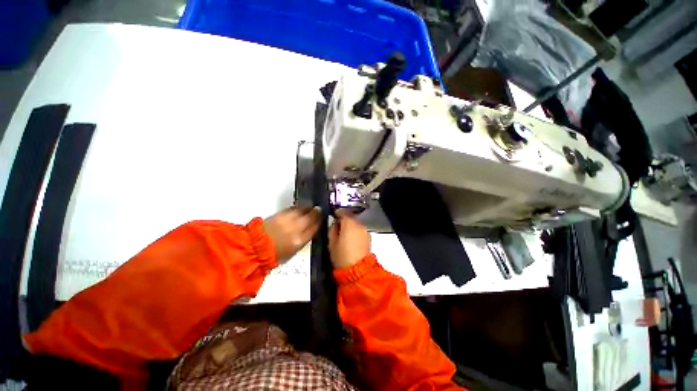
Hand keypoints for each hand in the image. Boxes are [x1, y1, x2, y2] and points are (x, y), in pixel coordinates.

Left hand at [263, 207, 320, 261]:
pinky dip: (297, 208)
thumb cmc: (276, 254)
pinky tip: (299, 210)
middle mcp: (295, 228)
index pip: (315, 227)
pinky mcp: (279, 214)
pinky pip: (292, 209)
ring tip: (309, 208)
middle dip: (316, 212)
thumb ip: (305, 238)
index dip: (320, 221)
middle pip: (310, 216)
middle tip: (318, 210)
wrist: (255, 248)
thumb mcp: (294, 250)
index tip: (322, 218)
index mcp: (299, 240)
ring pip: (302, 210)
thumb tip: (312, 228)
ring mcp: (287, 219)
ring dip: (307, 208)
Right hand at [328, 211, 370, 268]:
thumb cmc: (341, 255)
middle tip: (337, 225)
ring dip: (350, 224)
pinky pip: (360, 229)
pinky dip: (355, 230)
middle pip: (351, 216)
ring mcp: (365, 230)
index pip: (343, 211)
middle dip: (344, 219)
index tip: (333, 216)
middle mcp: (359, 223)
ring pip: (356, 222)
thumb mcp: (331, 242)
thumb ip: (332, 228)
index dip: (337, 212)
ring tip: (344, 233)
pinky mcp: (369, 236)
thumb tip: (335, 222)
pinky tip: (351, 237)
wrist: (358, 270)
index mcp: (349, 223)